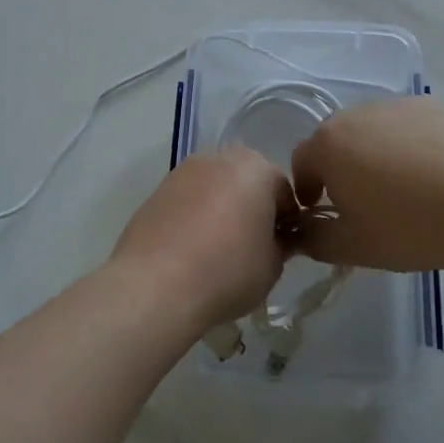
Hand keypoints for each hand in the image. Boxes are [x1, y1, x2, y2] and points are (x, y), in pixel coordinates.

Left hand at [109, 150, 295, 330]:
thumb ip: (283, 245)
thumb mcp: (272, 266)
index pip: (284, 192)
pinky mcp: (158, 189)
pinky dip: (195, 216)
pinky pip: (189, 199)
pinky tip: (191, 249)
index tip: (282, 249)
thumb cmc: (227, 271)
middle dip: (253, 208)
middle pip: (247, 181)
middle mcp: (221, 158)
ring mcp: (184, 170)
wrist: (156, 284)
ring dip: (222, 209)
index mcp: (257, 168)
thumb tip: (279, 239)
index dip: (287, 222)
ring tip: (217, 250)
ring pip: (216, 187)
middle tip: (251, 247)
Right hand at [289, 98, 443, 272]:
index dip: (306, 188)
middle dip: (340, 167)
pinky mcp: (435, 105)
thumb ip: (315, 240)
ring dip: (375, 152)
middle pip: (337, 139)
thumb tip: (303, 232)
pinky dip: (411, 144)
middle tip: (361, 201)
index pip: (301, 160)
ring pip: (374, 129)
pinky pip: (409, 125)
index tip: (321, 210)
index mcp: (329, 144)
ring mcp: (399, 104)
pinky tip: (435, 173)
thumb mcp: (354, 248)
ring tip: (403, 187)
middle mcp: (358, 113)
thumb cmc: (410, 227)